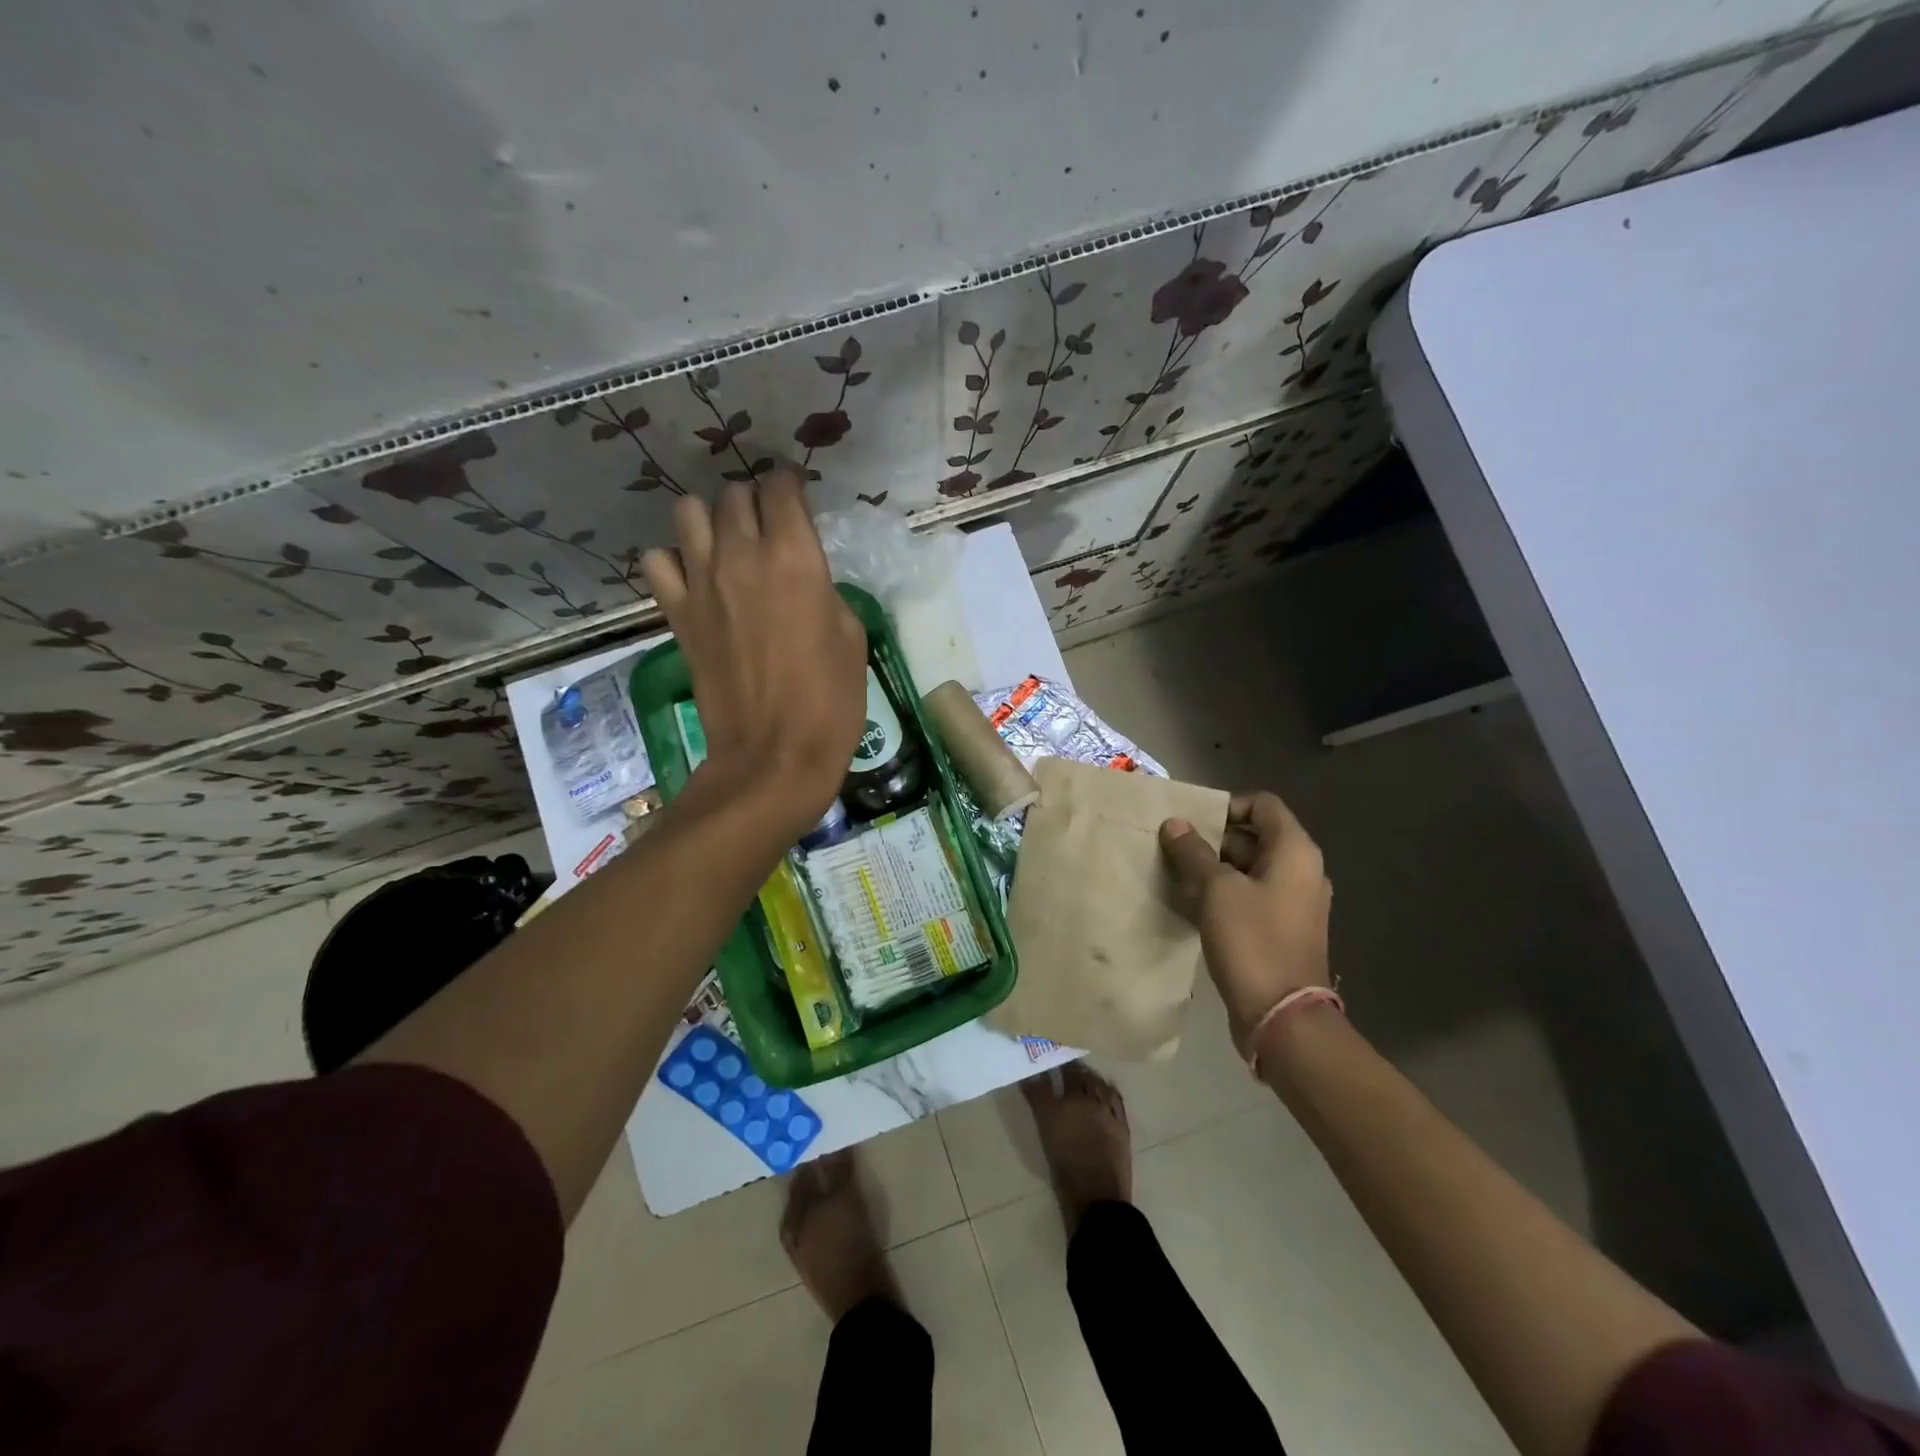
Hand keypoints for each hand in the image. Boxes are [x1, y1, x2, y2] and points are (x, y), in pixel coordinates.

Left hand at [642, 467, 867, 833]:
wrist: (774, 756)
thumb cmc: (830, 701)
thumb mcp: (852, 638)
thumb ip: (826, 591)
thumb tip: (806, 579)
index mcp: (796, 559)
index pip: (781, 488)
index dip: (791, 485)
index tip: (797, 497)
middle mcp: (743, 557)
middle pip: (734, 495)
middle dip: (753, 502)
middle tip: (768, 526)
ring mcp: (702, 584)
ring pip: (688, 512)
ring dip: (710, 520)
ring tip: (727, 544)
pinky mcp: (678, 614)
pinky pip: (658, 561)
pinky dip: (674, 560)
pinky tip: (694, 578)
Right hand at [1159, 791, 1332, 1055]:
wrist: (1281, 1016)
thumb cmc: (1252, 940)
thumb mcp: (1216, 890)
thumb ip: (1194, 852)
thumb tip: (1175, 823)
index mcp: (1295, 851)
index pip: (1262, 805)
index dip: (1226, 806)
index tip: (1192, 823)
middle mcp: (1300, 870)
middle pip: (1254, 836)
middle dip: (1212, 839)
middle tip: (1173, 848)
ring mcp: (1292, 902)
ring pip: (1247, 869)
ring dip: (1212, 868)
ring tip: (1174, 875)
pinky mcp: (1279, 929)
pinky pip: (1248, 897)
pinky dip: (1221, 895)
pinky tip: (1187, 904)